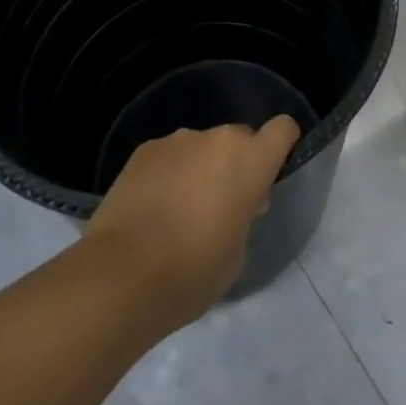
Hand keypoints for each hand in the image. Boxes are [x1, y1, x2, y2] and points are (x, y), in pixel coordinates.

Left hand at [83, 117, 300, 328]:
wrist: (122, 275)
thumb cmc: (192, 273)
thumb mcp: (237, 253)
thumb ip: (244, 216)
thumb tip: (234, 202)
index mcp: (250, 161)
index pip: (282, 129)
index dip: (282, 144)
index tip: (271, 171)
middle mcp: (218, 138)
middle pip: (239, 138)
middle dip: (236, 163)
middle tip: (221, 203)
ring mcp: (179, 139)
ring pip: (201, 146)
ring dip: (200, 167)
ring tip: (178, 209)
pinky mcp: (145, 149)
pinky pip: (170, 154)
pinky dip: (168, 173)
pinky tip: (151, 207)